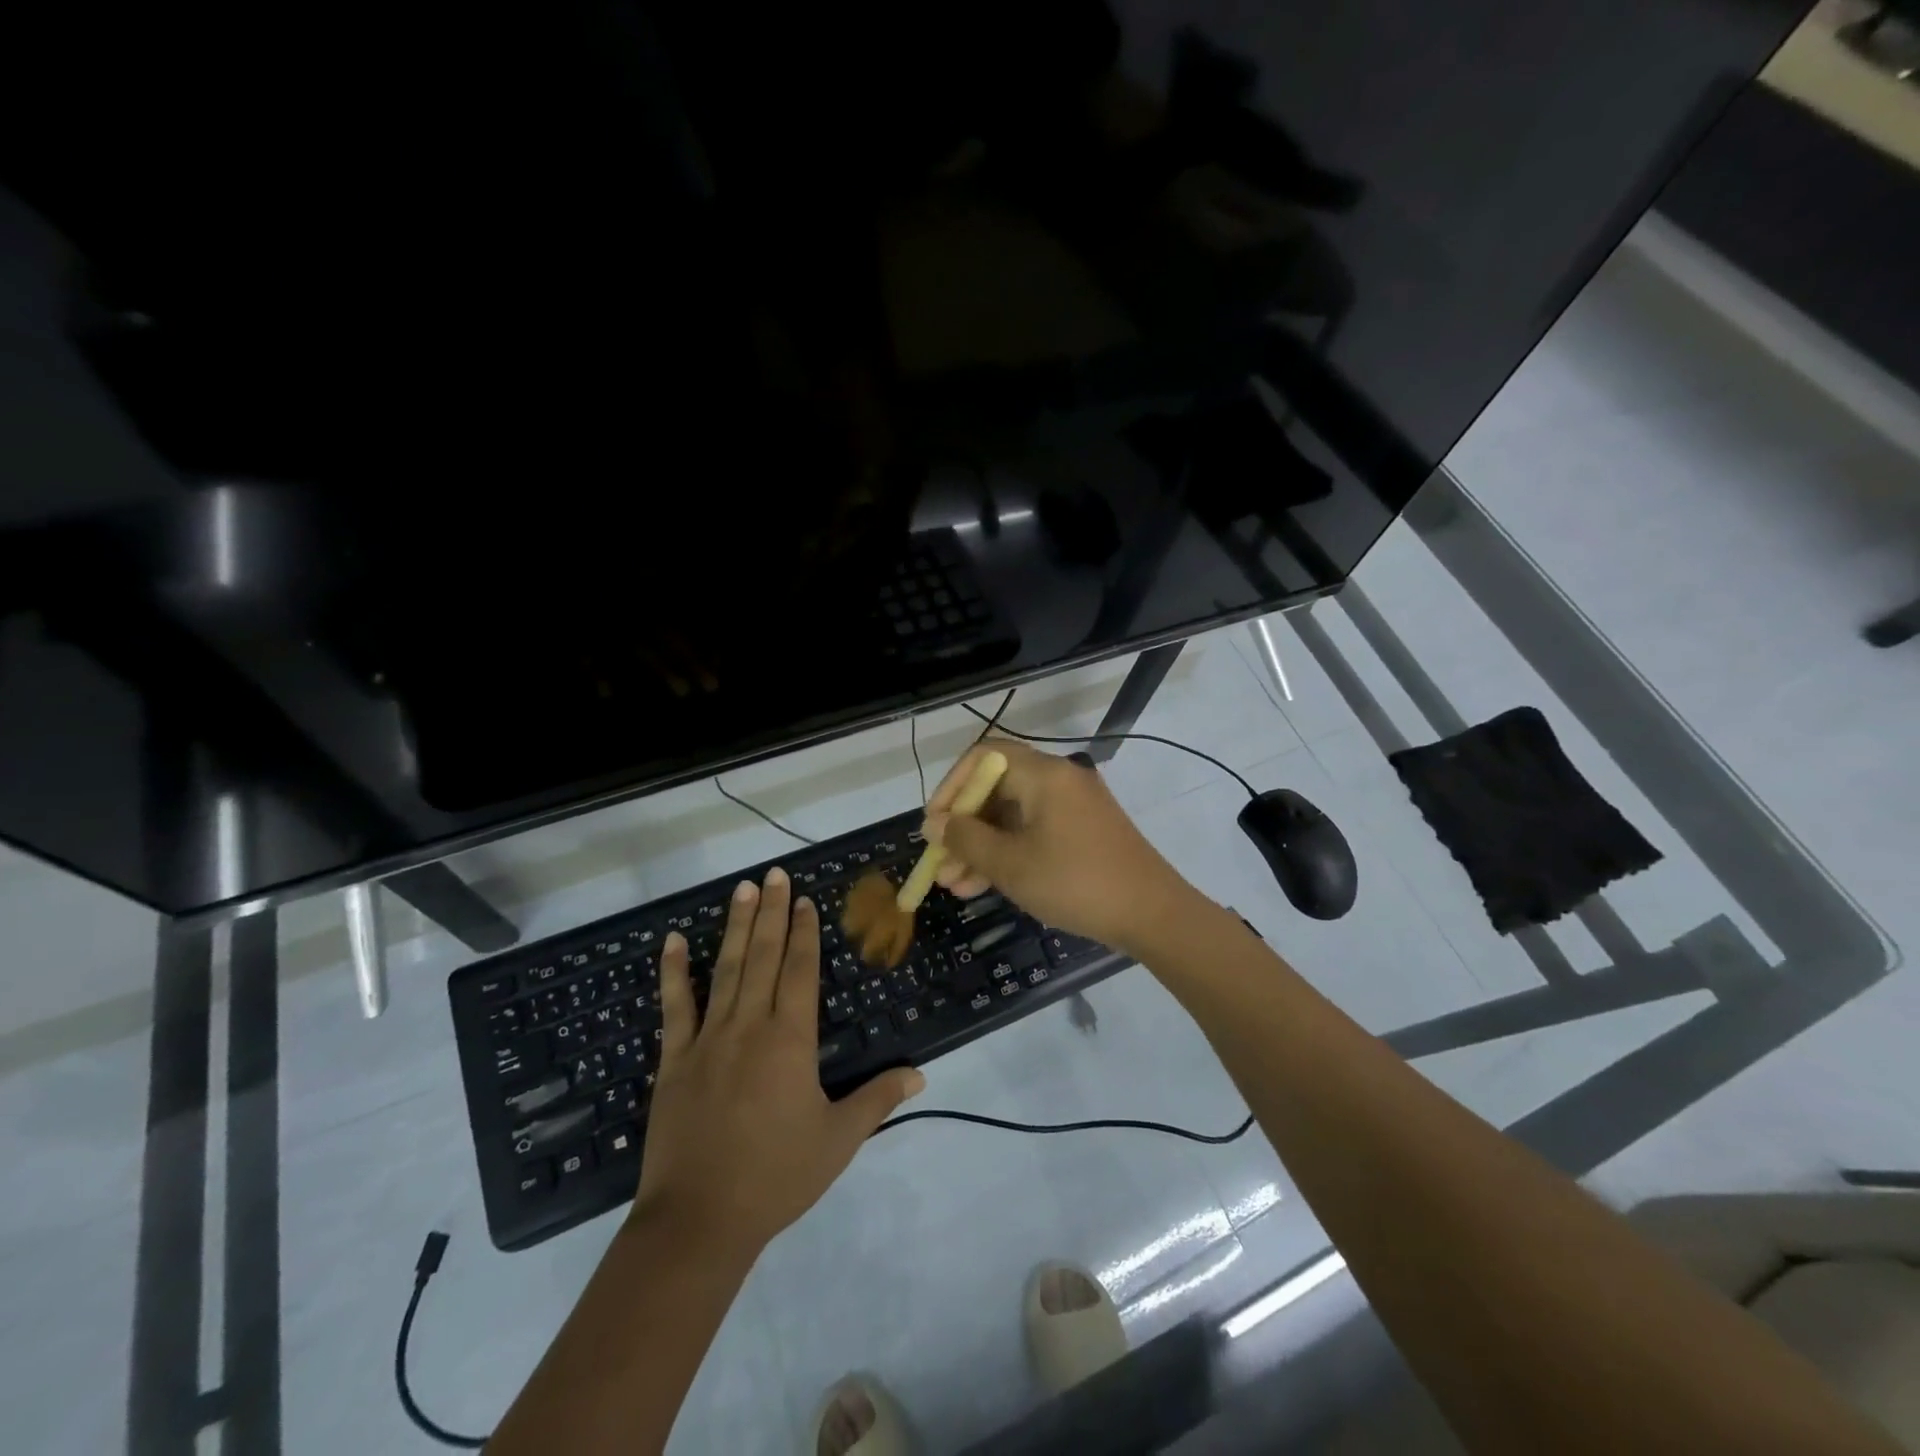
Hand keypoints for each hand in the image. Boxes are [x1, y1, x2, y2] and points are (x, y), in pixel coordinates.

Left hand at [631, 868, 924, 1257]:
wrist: (698, 1221)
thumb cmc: (776, 1177)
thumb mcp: (838, 1140)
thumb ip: (878, 1099)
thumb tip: (920, 1074)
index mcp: (790, 1039)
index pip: (801, 971)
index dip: (805, 932)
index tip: (805, 900)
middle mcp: (749, 1025)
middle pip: (765, 956)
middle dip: (773, 912)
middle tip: (776, 873)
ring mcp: (707, 1039)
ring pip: (726, 969)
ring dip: (736, 927)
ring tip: (743, 889)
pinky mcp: (674, 1059)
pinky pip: (675, 1006)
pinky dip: (674, 971)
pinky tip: (674, 941)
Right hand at [924, 740, 1200, 956]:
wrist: (1152, 915)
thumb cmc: (1076, 882)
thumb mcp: (1011, 864)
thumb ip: (966, 839)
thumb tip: (935, 824)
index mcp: (1043, 774)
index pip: (983, 756)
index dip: (951, 787)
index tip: (934, 824)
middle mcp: (1058, 780)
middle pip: (996, 788)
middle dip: (963, 826)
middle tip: (939, 862)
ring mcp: (1073, 806)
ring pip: (1012, 816)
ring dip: (980, 847)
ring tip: (953, 885)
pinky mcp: (1082, 831)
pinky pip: (1033, 831)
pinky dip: (1008, 852)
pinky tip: (982, 887)